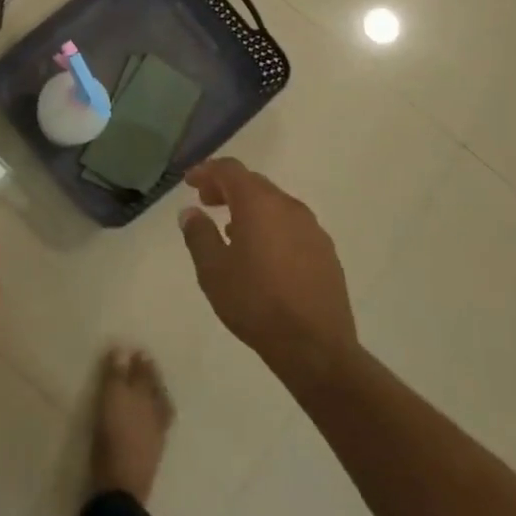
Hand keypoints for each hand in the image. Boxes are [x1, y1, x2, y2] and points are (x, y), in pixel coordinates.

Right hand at [178, 158, 358, 387]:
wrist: (315, 346)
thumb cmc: (255, 302)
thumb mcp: (213, 270)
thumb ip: (198, 235)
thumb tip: (190, 212)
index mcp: (259, 204)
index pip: (230, 170)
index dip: (207, 171)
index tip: (189, 182)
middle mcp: (289, 206)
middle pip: (254, 183)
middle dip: (227, 187)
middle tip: (206, 201)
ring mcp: (312, 229)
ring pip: (275, 204)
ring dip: (250, 208)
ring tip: (230, 229)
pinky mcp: (325, 252)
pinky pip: (291, 225)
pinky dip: (270, 226)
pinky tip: (261, 253)